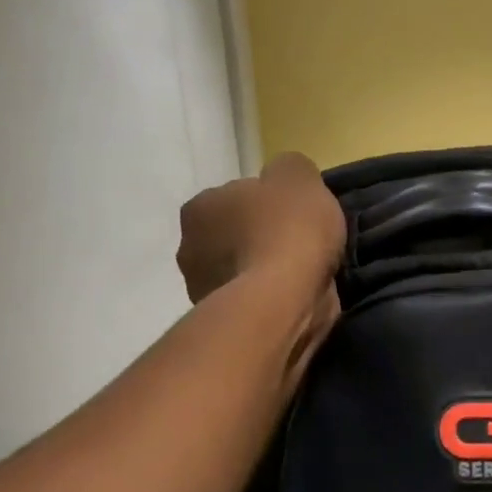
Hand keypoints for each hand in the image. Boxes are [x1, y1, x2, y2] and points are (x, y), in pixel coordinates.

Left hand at [177, 153, 345, 302]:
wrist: (283, 302)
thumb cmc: (288, 232)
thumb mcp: (300, 177)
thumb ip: (290, 169)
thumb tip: (285, 179)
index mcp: (200, 205)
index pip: (236, 197)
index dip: (269, 205)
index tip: (295, 217)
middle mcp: (189, 245)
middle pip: (235, 235)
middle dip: (261, 239)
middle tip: (300, 247)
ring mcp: (201, 288)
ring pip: (242, 270)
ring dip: (265, 272)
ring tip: (302, 277)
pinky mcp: (224, 321)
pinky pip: (252, 301)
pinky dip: (270, 299)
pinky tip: (295, 299)